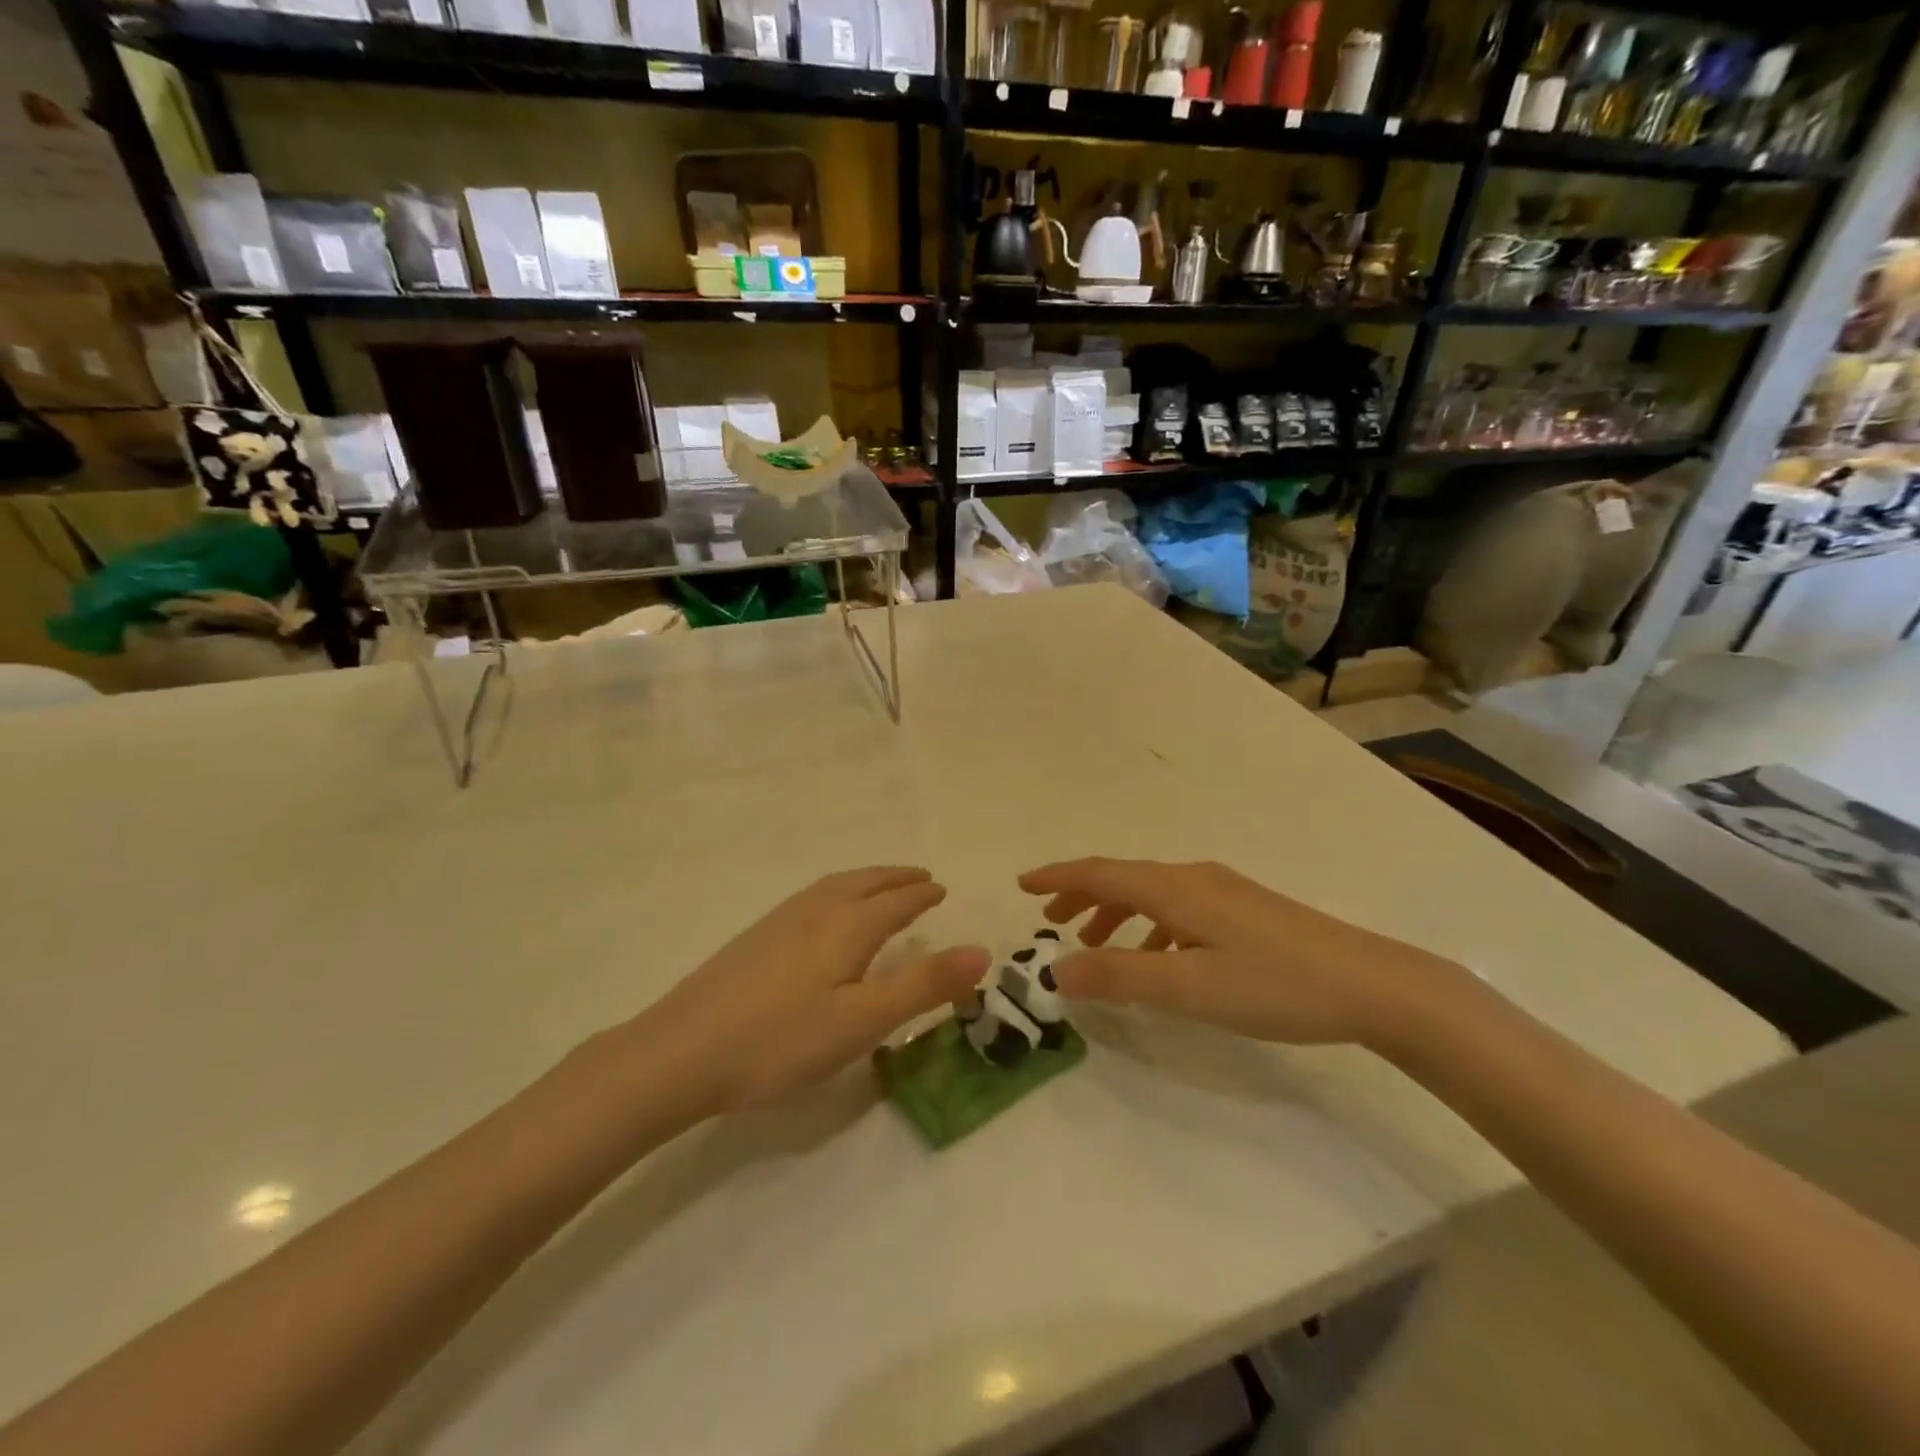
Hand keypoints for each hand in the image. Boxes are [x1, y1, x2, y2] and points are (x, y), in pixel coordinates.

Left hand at [649, 867, 989, 1113]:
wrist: (680, 1051)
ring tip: (881, 886)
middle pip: (865, 883)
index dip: (922, 895)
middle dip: (896, 878)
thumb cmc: (781, 1040)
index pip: (896, 901)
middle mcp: (816, 910)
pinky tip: (824, 913)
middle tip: (921, 876)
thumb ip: (923, 985)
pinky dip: (837, 891)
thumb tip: (981, 951)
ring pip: (834, 885)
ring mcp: (780, 920)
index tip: (941, 888)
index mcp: (848, 926)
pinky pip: (812, 896)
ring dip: (866, 880)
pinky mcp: (755, 937)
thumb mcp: (863, 1021)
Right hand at [1018, 858, 1463, 1049]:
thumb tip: (1053, 969)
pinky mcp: (1247, 911)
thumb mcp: (1188, 988)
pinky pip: (1179, 908)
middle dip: (1082, 894)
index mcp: (1175, 888)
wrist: (1373, 985)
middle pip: (1124, 877)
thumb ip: (1118, 976)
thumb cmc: (1274, 984)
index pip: (1101, 872)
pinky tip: (1159, 955)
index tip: (1021, 884)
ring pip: (1152, 893)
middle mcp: (1195, 878)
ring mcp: (1225, 892)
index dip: (1057, 876)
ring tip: (1095, 943)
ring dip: (1116, 912)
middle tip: (1051, 918)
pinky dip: (1150, 925)